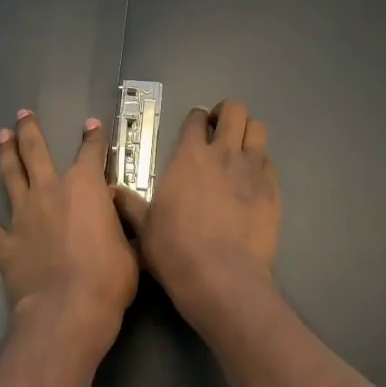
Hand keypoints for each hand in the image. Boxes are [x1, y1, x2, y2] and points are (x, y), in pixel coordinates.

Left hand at [0, 111, 137, 346]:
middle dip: (30, 131)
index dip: (94, 138)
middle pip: (36, 152)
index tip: (92, 125)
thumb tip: (113, 209)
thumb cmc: (110, 277)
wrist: (67, 308)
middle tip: (23, 114)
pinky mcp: (4, 243)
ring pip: (10, 176)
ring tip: (1, 137)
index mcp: (86, 188)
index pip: (92, 153)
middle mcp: (50, 192)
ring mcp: (23, 216)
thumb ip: (120, 223)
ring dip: (5, 155)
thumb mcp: (131, 246)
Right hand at [115, 100, 280, 327]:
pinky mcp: (273, 190)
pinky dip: (261, 164)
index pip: (196, 120)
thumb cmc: (175, 250)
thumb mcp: (145, 227)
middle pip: (234, 111)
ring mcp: (252, 170)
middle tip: (219, 130)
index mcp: (189, 157)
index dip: (196, 119)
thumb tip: (111, 192)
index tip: (195, 127)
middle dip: (227, 114)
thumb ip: (131, 205)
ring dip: (248, 132)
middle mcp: (223, 154)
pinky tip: (253, 180)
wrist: (221, 276)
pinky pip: (270, 163)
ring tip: (240, 148)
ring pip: (258, 129)